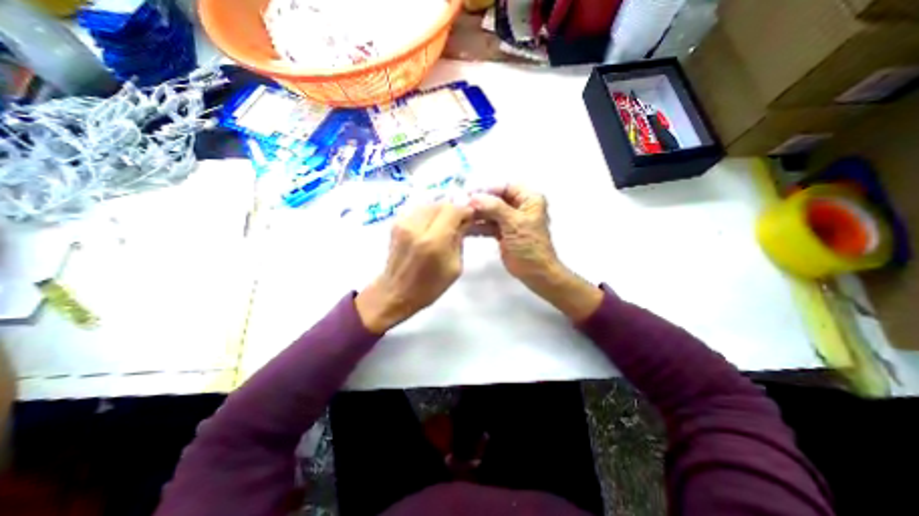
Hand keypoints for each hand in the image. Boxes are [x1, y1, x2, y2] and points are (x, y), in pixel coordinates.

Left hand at [355, 201, 473, 333]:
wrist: (396, 292)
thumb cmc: (429, 286)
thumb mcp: (455, 267)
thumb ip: (459, 240)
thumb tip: (464, 221)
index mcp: (434, 241)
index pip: (453, 210)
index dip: (465, 211)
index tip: (470, 218)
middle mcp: (416, 227)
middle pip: (441, 204)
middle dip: (453, 211)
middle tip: (458, 223)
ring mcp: (403, 223)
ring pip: (429, 204)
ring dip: (441, 212)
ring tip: (445, 225)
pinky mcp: (396, 223)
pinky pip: (418, 210)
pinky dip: (429, 214)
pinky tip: (431, 227)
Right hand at [470, 184, 556, 283]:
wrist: (535, 272)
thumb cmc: (530, 245)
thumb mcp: (514, 223)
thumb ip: (495, 208)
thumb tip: (474, 197)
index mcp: (528, 199)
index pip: (505, 187)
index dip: (487, 189)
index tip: (469, 193)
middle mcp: (519, 207)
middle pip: (495, 199)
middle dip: (479, 203)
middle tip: (461, 205)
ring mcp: (510, 221)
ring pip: (490, 213)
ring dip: (476, 215)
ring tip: (460, 216)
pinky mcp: (502, 233)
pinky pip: (488, 225)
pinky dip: (478, 226)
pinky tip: (465, 227)